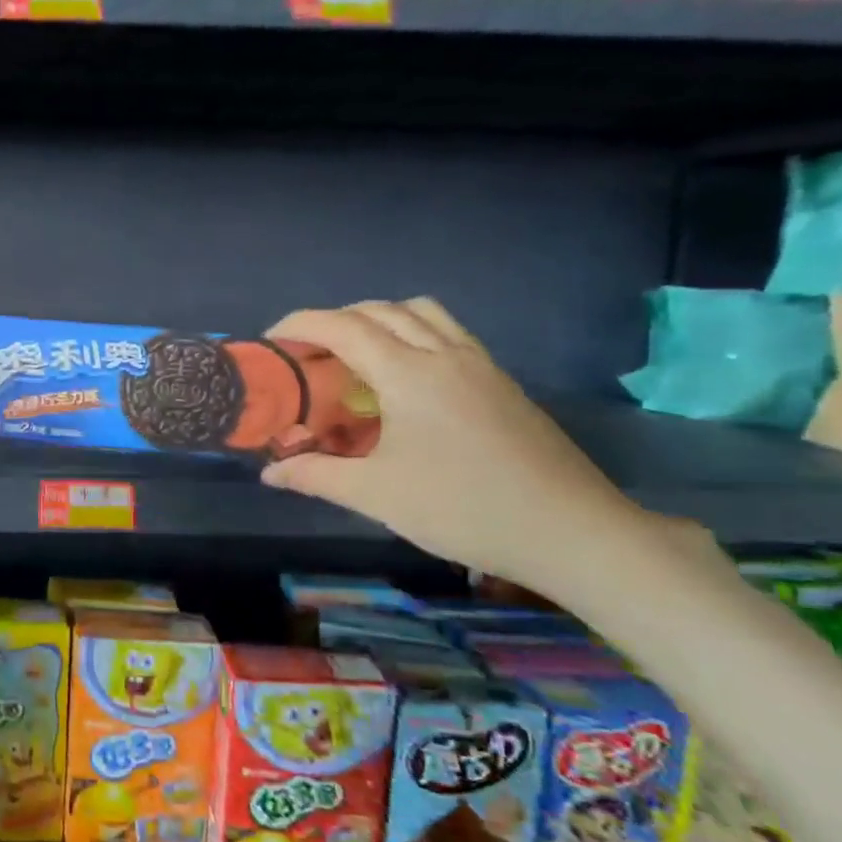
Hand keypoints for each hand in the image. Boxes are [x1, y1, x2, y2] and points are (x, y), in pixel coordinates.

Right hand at [260, 300, 664, 596]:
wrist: (571, 532)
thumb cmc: (463, 508)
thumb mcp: (376, 495)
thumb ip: (315, 476)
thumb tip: (270, 473)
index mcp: (409, 373)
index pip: (343, 326)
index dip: (299, 325)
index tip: (270, 342)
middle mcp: (444, 354)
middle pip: (380, 309)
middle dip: (334, 320)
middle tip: (307, 354)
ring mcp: (479, 364)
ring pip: (420, 312)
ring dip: (377, 320)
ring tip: (354, 356)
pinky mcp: (501, 381)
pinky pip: (446, 332)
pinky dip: (411, 334)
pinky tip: (403, 379)